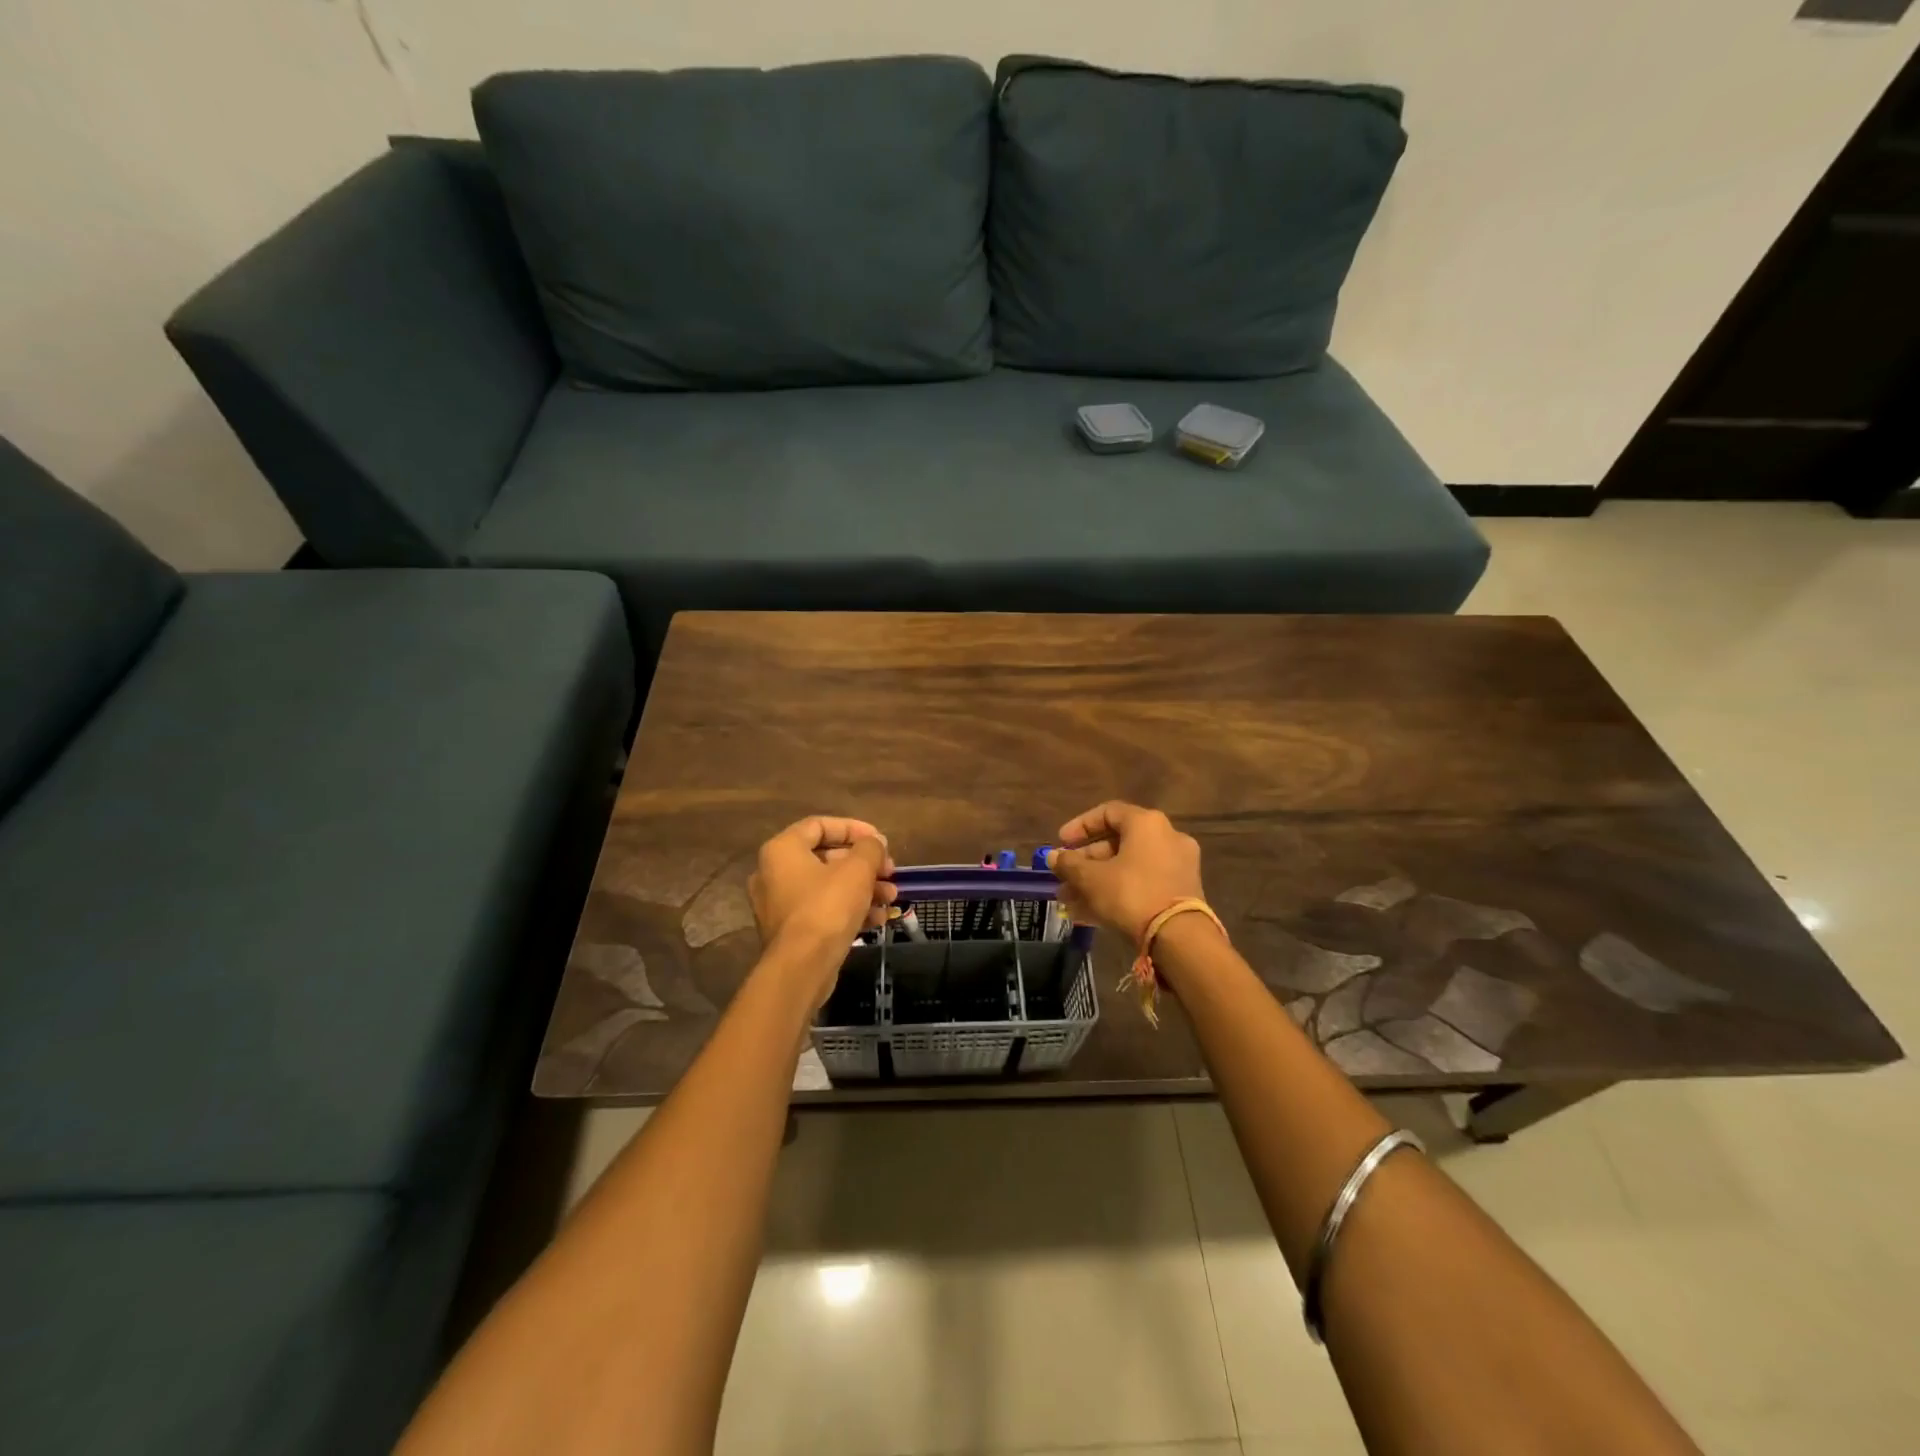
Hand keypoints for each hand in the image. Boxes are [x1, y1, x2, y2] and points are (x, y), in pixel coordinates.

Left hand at [749, 815, 895, 981]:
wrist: (802, 968)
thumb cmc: (827, 908)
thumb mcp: (857, 870)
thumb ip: (870, 848)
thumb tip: (875, 843)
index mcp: (782, 850)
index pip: (820, 825)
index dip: (854, 828)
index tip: (880, 840)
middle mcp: (774, 873)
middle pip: (827, 857)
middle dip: (864, 864)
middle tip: (890, 871)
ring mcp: (779, 905)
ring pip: (828, 886)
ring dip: (863, 888)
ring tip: (891, 897)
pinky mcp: (790, 932)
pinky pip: (822, 910)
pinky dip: (849, 909)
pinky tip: (877, 919)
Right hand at [1046, 802, 1206, 945]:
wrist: (1180, 938)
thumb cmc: (1131, 894)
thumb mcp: (1091, 879)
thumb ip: (1069, 864)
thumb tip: (1052, 856)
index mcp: (1146, 823)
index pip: (1108, 812)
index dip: (1080, 826)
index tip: (1061, 843)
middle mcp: (1166, 837)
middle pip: (1117, 843)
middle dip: (1085, 862)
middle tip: (1063, 878)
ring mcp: (1177, 865)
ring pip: (1128, 867)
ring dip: (1097, 881)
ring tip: (1069, 900)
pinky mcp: (1181, 891)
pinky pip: (1141, 883)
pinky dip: (1117, 892)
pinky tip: (1089, 913)